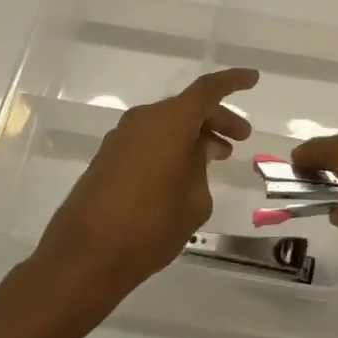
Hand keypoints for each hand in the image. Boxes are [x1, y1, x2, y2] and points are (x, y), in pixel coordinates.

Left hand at [29, 68, 258, 319]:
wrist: (84, 258)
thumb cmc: (150, 227)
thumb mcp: (194, 201)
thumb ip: (201, 169)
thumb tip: (196, 155)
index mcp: (169, 123)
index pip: (207, 90)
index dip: (232, 81)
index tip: (253, 79)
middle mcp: (143, 121)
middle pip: (187, 107)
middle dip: (217, 119)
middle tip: (241, 137)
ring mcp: (120, 139)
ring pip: (167, 124)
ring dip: (193, 135)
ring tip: (217, 157)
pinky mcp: (107, 159)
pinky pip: (149, 140)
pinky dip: (171, 147)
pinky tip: (184, 173)